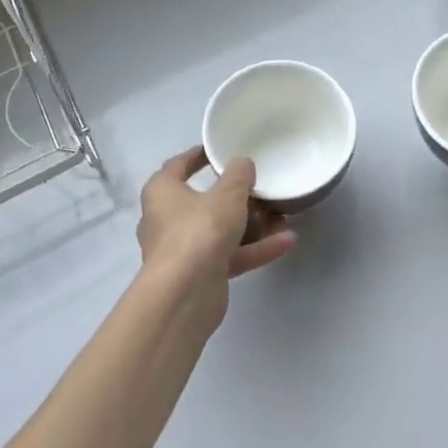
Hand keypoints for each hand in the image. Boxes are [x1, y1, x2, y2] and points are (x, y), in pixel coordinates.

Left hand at [138, 147, 296, 314]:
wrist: (184, 296)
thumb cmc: (199, 231)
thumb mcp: (227, 195)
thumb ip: (238, 175)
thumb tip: (242, 163)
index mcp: (162, 192)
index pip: (177, 166)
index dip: (197, 156)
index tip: (218, 151)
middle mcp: (165, 219)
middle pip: (204, 202)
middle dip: (236, 197)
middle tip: (260, 189)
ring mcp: (182, 251)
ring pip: (219, 231)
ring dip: (251, 225)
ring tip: (282, 217)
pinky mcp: (198, 276)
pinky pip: (229, 255)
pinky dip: (254, 249)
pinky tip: (285, 242)